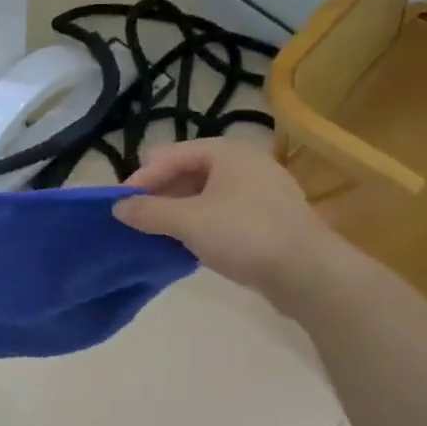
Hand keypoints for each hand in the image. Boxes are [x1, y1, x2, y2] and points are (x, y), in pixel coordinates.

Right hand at [113, 138, 329, 298]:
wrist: (309, 273)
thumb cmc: (245, 234)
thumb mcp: (188, 221)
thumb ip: (148, 211)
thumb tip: (117, 207)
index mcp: (226, 152)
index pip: (169, 155)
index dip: (142, 178)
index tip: (120, 206)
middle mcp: (243, 163)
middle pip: (186, 172)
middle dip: (158, 194)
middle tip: (136, 220)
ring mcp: (258, 191)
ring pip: (203, 194)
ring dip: (176, 211)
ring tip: (156, 234)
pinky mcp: (265, 218)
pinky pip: (220, 212)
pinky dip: (198, 223)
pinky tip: (186, 244)